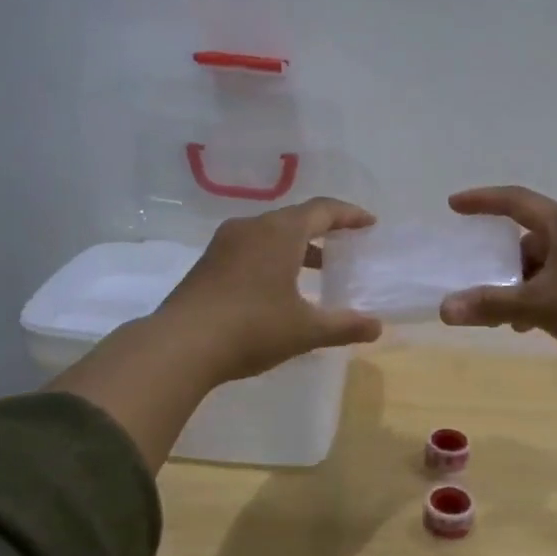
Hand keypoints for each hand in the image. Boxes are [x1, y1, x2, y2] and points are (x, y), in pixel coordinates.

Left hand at [154, 197, 384, 383]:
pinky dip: (274, 257)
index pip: (323, 210)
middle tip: (347, 245)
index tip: (369, 224)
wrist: (180, 345)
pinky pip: (251, 248)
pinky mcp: (208, 263)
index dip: (349, 215)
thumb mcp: (305, 330)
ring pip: (270, 234)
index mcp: (280, 232)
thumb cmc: (252, 328)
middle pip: (295, 218)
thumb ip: (344, 325)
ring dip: (298, 246)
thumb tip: (377, 327)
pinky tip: (280, 287)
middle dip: (324, 230)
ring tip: (319, 270)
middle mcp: (252, 227)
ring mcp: (225, 244)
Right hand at [438, 186, 556, 371]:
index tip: (454, 205)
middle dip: (503, 263)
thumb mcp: (537, 306)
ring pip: (545, 263)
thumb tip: (445, 309)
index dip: (482, 201)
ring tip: (507, 317)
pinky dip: (542, 296)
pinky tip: (532, 325)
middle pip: (529, 238)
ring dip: (522, 286)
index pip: (515, 201)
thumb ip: (490, 305)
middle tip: (482, 286)